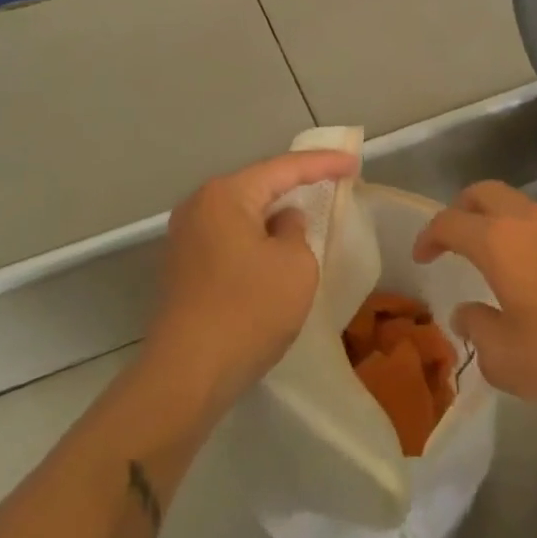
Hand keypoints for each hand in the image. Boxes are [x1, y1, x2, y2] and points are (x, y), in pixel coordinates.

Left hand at [146, 150, 359, 406]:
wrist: (187, 375)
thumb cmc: (249, 311)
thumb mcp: (295, 266)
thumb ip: (296, 231)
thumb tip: (282, 222)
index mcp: (226, 195)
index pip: (284, 168)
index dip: (323, 163)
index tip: (354, 162)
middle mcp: (199, 206)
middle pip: (258, 185)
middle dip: (295, 184)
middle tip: (331, 179)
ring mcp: (185, 238)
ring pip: (242, 213)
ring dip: (274, 213)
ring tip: (307, 210)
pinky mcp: (182, 268)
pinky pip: (229, 238)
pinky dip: (256, 237)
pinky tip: (275, 249)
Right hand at [415, 182, 536, 412]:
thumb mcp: (508, 360)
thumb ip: (478, 331)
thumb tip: (467, 314)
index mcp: (499, 242)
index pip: (450, 222)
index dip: (429, 235)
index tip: (422, 255)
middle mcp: (530, 222)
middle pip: (484, 193)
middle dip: (461, 209)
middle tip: (452, 237)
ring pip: (519, 206)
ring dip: (498, 222)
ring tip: (496, 258)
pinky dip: (529, 237)